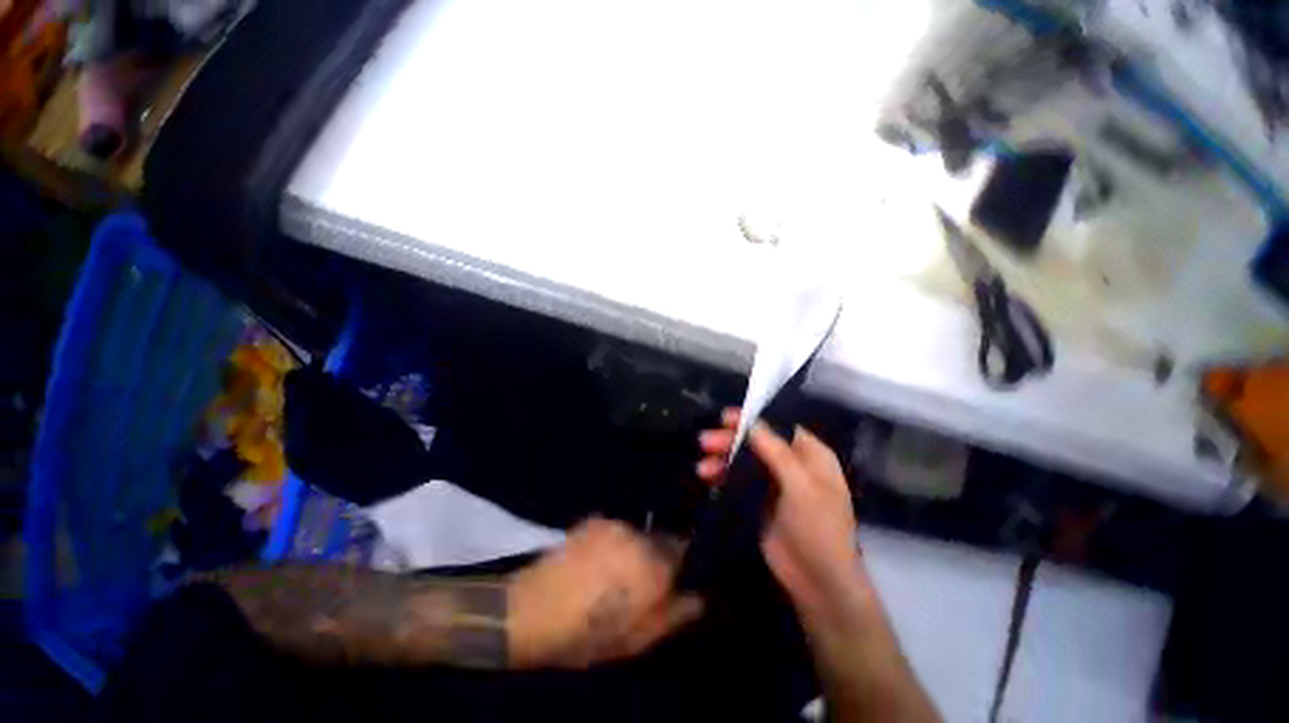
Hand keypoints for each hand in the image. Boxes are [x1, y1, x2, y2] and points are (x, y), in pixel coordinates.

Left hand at [507, 518, 703, 668]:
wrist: (531, 609)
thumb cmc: (587, 633)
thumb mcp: (636, 639)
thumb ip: (674, 614)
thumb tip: (698, 596)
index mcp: (654, 565)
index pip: (685, 550)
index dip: (682, 565)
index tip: (671, 581)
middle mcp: (639, 536)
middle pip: (660, 541)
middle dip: (656, 559)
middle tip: (636, 586)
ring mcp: (614, 524)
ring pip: (637, 535)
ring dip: (634, 551)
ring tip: (611, 575)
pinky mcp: (594, 520)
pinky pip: (616, 531)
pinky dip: (614, 544)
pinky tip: (595, 564)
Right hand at [698, 410, 863, 618]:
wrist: (817, 581)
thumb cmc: (817, 527)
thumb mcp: (800, 485)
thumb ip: (775, 450)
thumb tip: (752, 422)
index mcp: (810, 455)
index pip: (778, 427)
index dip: (751, 420)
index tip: (724, 418)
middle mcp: (793, 465)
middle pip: (757, 443)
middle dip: (730, 441)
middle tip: (704, 441)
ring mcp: (775, 484)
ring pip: (745, 461)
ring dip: (722, 460)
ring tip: (701, 467)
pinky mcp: (760, 501)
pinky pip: (738, 481)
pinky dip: (723, 477)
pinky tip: (707, 478)